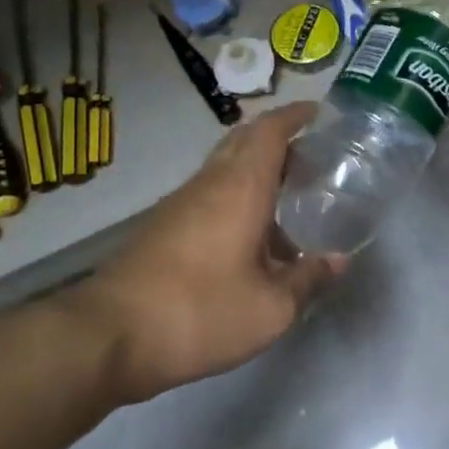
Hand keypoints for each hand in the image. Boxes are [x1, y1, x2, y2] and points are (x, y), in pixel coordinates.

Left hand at [80, 101, 343, 403]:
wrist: (109, 335)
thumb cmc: (200, 312)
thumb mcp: (270, 309)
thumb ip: (308, 280)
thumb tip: (338, 260)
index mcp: (240, 187)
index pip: (269, 130)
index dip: (294, 115)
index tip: (317, 112)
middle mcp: (209, 183)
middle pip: (244, 140)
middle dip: (278, 139)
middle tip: (310, 158)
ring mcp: (180, 202)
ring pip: (224, 167)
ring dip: (255, 170)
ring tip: (287, 198)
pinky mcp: (162, 226)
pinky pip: (208, 193)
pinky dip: (235, 196)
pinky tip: (249, 236)